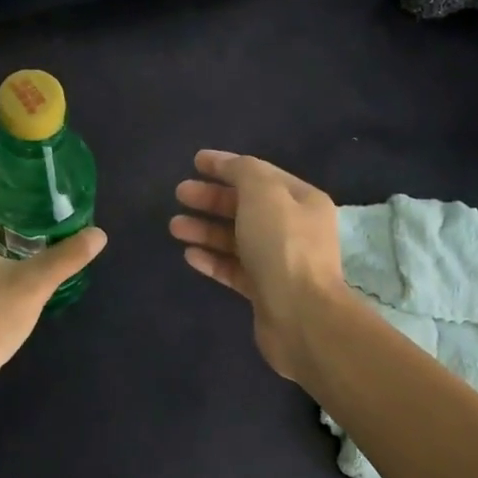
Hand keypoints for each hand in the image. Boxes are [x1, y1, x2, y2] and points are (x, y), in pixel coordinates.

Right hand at [169, 150, 348, 379]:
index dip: (227, 165)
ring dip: (206, 229)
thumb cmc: (282, 246)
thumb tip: (228, 166)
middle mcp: (294, 229)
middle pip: (246, 206)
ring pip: (236, 238)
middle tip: (180, 193)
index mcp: (302, 201)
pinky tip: (189, 255)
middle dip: (212, 198)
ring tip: (174, 226)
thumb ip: (243, 171)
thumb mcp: (263, 193)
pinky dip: (213, 259)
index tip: (195, 162)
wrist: (300, 315)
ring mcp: (279, 262)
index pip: (260, 174)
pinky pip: (234, 269)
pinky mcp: (264, 291)